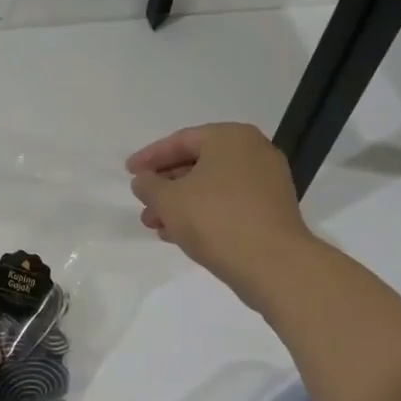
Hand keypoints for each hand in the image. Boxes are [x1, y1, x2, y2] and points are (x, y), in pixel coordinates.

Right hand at [126, 123, 310, 302]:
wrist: (272, 263)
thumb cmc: (215, 219)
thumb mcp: (168, 200)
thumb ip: (148, 185)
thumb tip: (143, 181)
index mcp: (230, 137)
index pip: (181, 141)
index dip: (149, 158)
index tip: (128, 173)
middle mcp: (254, 152)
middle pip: (197, 164)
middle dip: (165, 186)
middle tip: (142, 203)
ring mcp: (267, 182)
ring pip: (211, 187)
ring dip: (180, 204)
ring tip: (155, 226)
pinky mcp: (271, 210)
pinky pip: (228, 204)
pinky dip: (202, 214)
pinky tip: (179, 235)